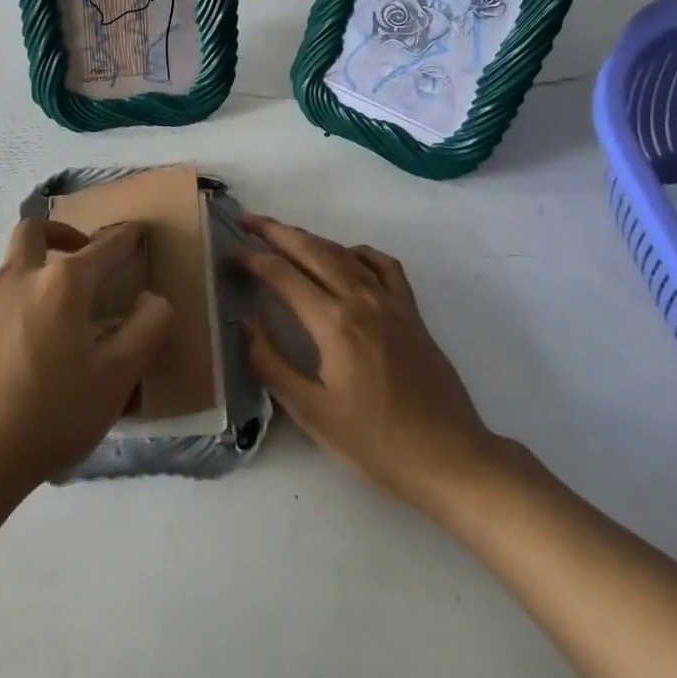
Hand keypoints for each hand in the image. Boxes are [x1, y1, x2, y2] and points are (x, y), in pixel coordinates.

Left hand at [0, 218, 171, 497]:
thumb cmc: (53, 412)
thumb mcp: (117, 377)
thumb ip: (146, 330)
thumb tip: (153, 299)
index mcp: (63, 283)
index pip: (103, 248)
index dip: (126, 237)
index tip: (138, 230)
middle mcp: (23, 277)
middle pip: (36, 230)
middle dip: (64, 232)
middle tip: (85, 252)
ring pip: (15, 258)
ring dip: (42, 259)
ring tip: (68, 296)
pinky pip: (5, 288)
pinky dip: (27, 288)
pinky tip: (42, 330)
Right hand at [236, 213, 505, 515]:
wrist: (449, 457)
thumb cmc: (375, 442)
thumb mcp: (311, 412)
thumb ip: (271, 363)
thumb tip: (244, 323)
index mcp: (334, 324)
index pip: (282, 275)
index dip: (251, 260)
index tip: (227, 255)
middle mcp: (361, 300)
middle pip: (312, 250)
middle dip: (275, 231)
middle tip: (246, 220)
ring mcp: (391, 302)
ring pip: (344, 253)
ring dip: (310, 238)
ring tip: (282, 234)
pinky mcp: (411, 312)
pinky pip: (383, 265)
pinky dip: (358, 252)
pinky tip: (345, 256)